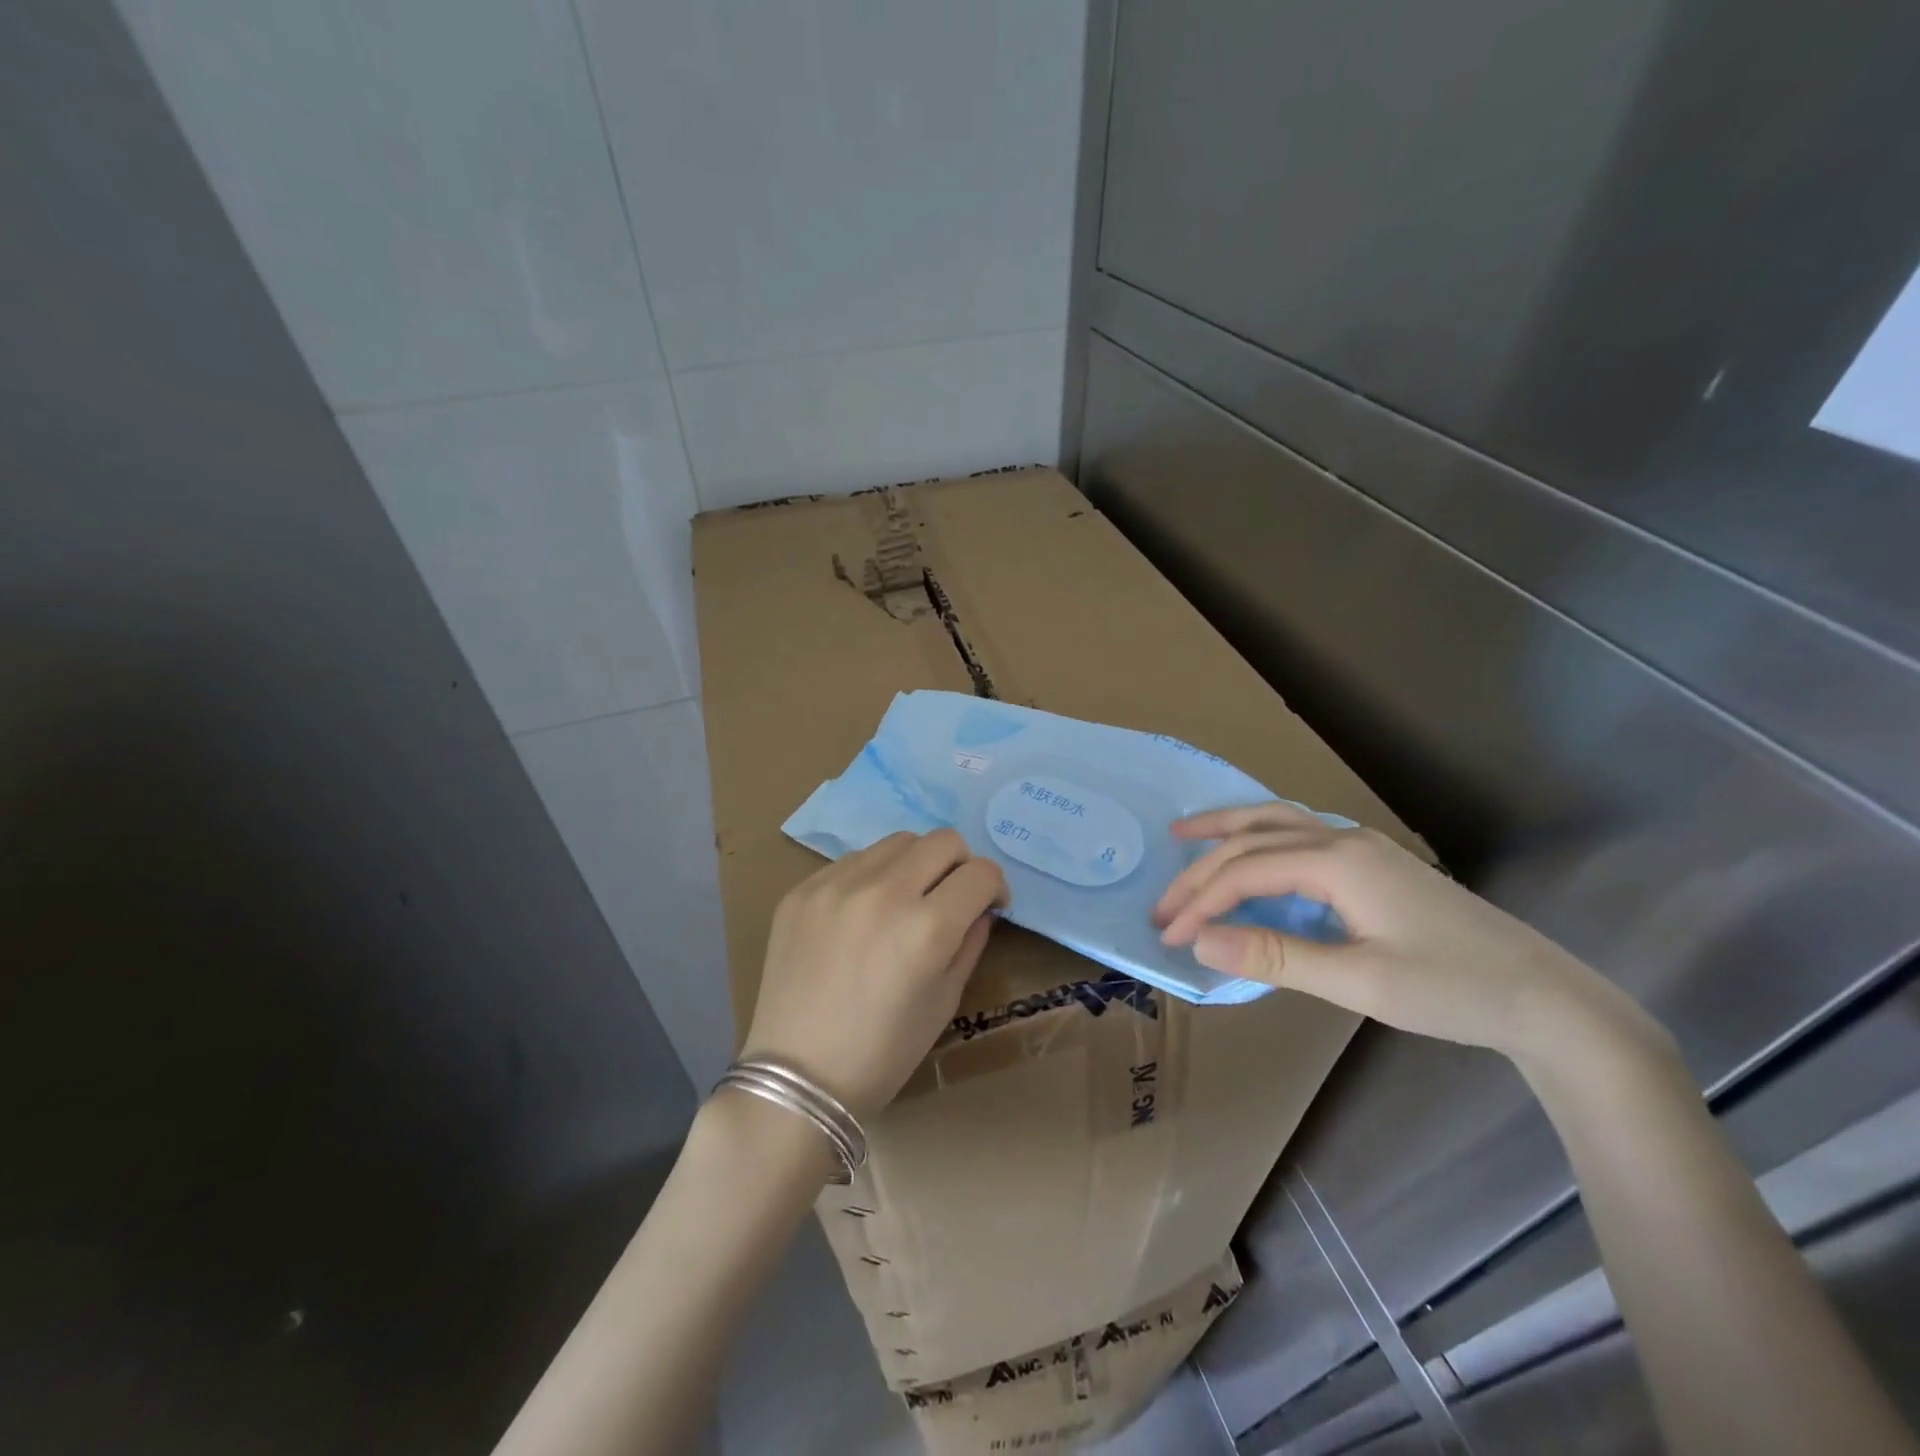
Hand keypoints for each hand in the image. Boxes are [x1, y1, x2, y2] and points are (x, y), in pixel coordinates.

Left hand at [740, 830, 1007, 1119]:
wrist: (797, 1076)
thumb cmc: (883, 1052)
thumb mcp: (945, 1001)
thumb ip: (970, 942)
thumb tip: (979, 907)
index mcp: (927, 927)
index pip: (981, 872)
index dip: (995, 887)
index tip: (988, 905)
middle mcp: (883, 892)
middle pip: (944, 841)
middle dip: (960, 865)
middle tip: (951, 897)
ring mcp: (837, 885)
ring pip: (898, 841)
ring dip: (916, 863)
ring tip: (906, 900)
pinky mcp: (803, 889)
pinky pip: (854, 860)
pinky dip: (873, 876)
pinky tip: (863, 913)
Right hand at [1152, 802, 1659, 1065]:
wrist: (1546, 998)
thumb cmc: (1452, 990)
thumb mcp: (1357, 982)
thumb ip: (1274, 957)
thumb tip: (1199, 940)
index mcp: (1338, 863)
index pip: (1246, 871)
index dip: (1201, 902)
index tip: (1169, 936)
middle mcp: (1343, 840)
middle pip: (1253, 838)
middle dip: (1202, 869)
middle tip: (1163, 903)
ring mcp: (1362, 846)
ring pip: (1276, 822)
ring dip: (1226, 830)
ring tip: (1183, 836)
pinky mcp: (1373, 863)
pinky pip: (1297, 836)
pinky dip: (1258, 839)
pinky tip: (1249, 853)